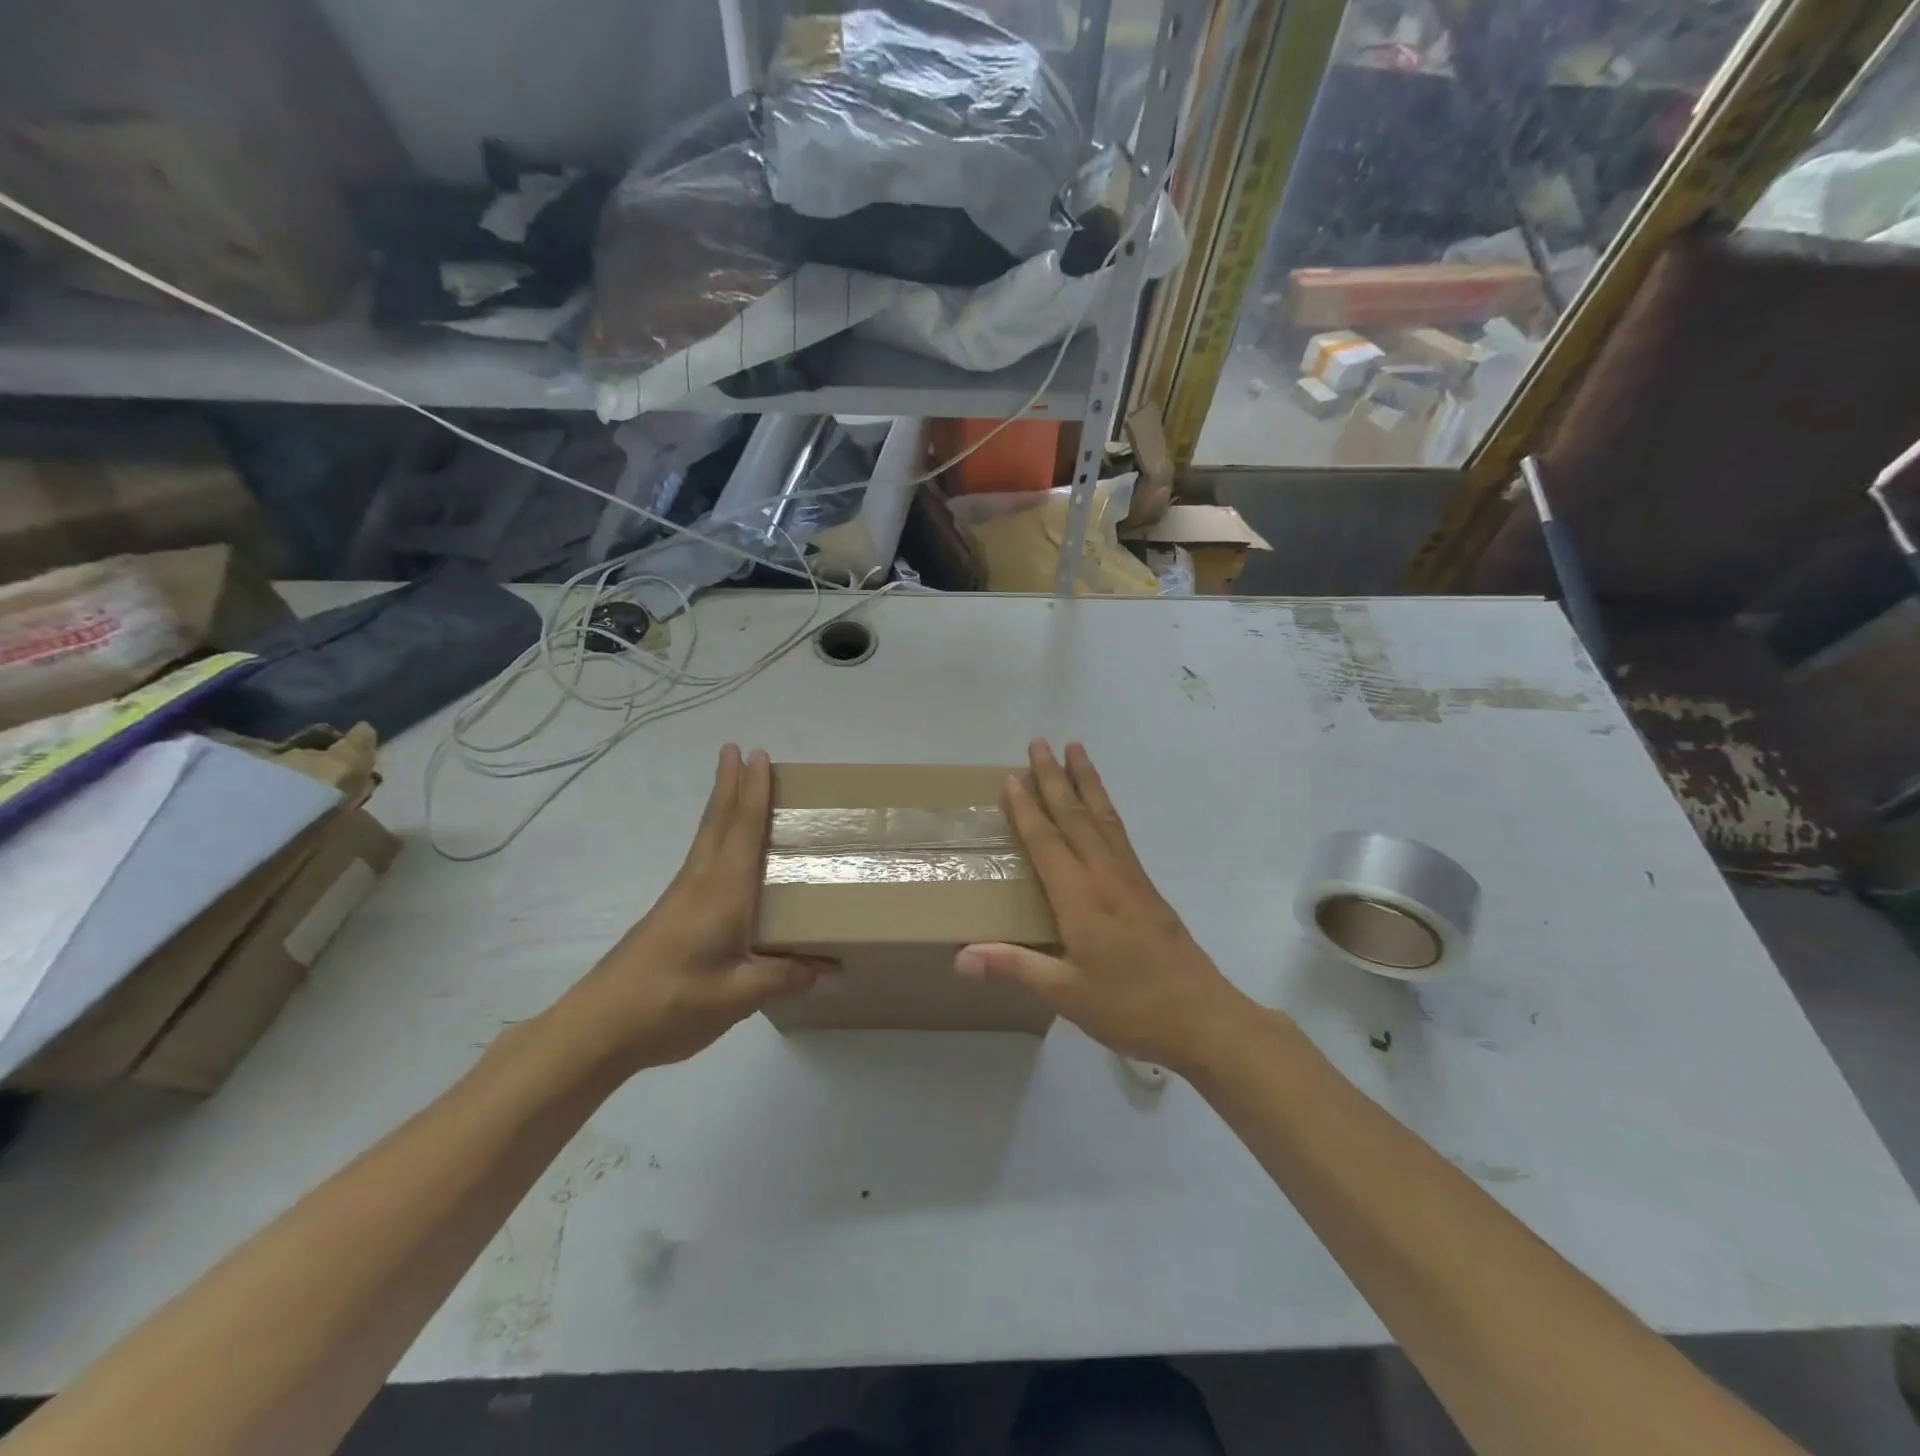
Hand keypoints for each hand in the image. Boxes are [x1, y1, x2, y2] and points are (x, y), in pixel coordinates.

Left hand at [559, 746, 825, 1073]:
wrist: (600, 1027)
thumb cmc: (674, 1002)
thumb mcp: (740, 995)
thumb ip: (787, 976)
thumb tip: (834, 968)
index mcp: (724, 892)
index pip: (743, 829)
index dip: (753, 791)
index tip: (757, 754)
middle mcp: (702, 883)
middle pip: (719, 822)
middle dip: (730, 784)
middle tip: (737, 749)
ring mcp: (681, 898)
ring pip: (707, 838)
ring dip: (721, 806)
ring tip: (734, 786)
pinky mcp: (671, 914)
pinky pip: (701, 859)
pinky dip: (715, 837)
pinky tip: (722, 854)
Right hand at [957, 740, 1254, 1074]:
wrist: (1203, 1016)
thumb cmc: (1129, 1007)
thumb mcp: (1066, 994)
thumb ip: (1015, 967)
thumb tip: (960, 957)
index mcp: (1080, 897)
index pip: (1046, 841)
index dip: (1026, 808)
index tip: (1011, 776)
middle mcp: (1105, 876)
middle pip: (1075, 815)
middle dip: (1055, 777)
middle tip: (1039, 742)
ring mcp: (1131, 878)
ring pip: (1103, 817)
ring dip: (1086, 781)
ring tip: (1076, 750)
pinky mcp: (1147, 887)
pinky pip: (1119, 833)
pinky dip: (1106, 808)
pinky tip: (1102, 805)